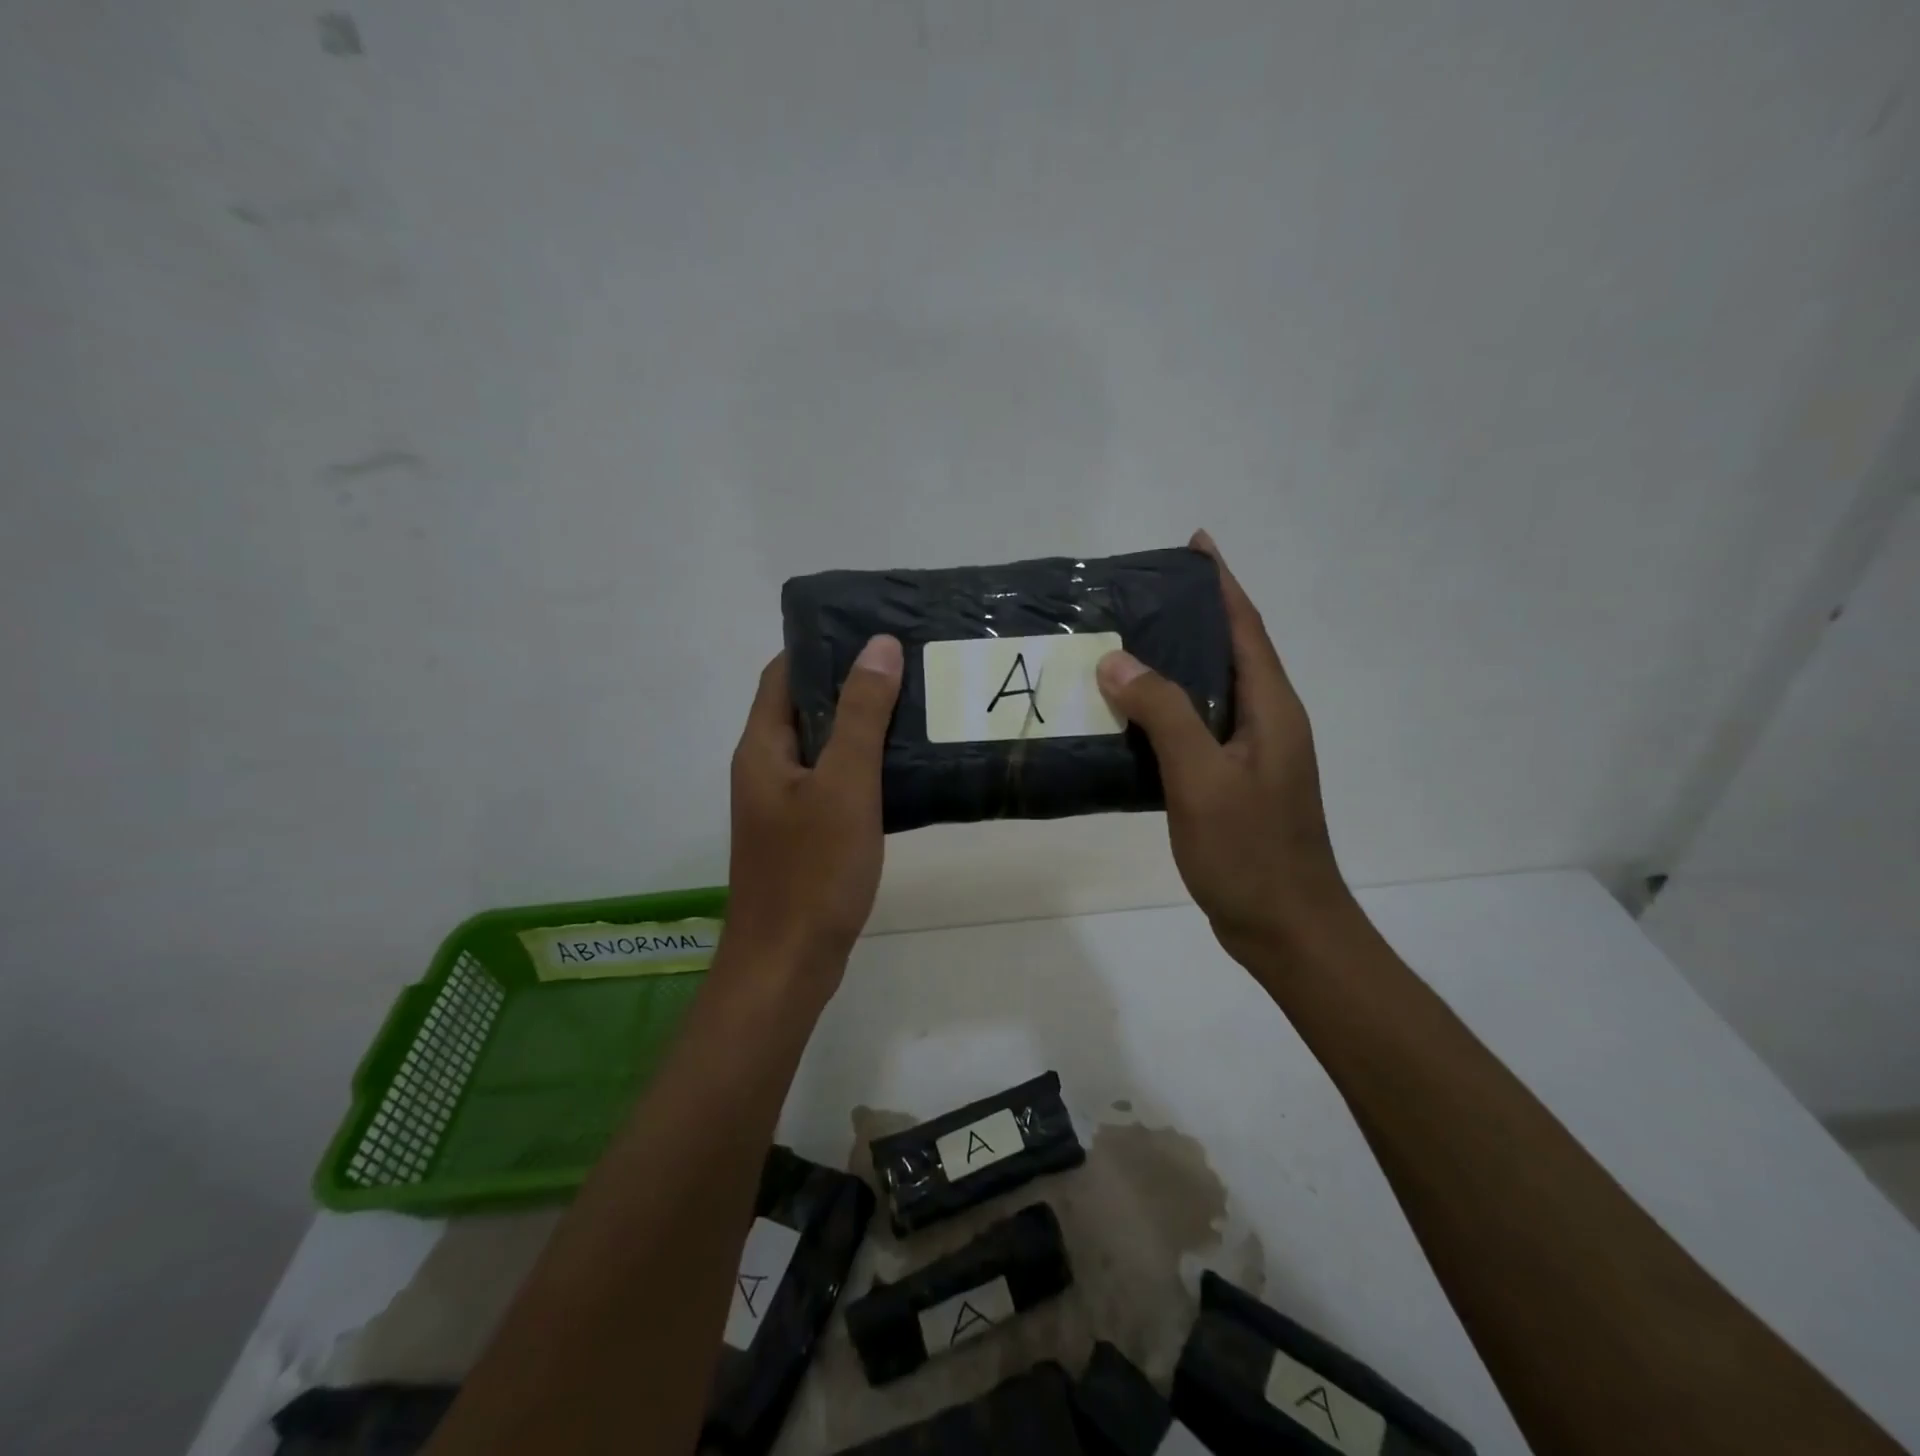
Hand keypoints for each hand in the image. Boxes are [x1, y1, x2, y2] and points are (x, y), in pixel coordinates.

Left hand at [724, 635, 903, 990]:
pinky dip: (864, 766)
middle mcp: (766, 768)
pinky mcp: (805, 833)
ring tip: (916, 705)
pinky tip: (905, 767)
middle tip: (908, 664)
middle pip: (805, 708)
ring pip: (823, 747)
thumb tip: (877, 645)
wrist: (788, 963)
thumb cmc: (813, 871)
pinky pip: (834, 783)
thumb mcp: (844, 785)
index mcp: (763, 747)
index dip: (822, 646)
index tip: (873, 630)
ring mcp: (783, 804)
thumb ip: (860, 715)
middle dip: (851, 683)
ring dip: (861, 725)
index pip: (784, 673)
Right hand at [1097, 531, 1350, 968]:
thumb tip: (1118, 660)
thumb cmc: (1250, 851)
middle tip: (1138, 597)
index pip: (1245, 628)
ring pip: (1209, 693)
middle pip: (1229, 653)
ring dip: (1173, 666)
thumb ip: (1165, 713)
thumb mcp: (1202, 778)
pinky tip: (1128, 718)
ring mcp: (1251, 756)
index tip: (1196, 544)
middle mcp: (1267, 722)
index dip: (1222, 583)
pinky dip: (1165, 713)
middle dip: (1192, 617)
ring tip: (1122, 647)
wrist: (1285, 927)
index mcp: (1272, 709)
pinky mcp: (1233, 784)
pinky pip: (1196, 730)